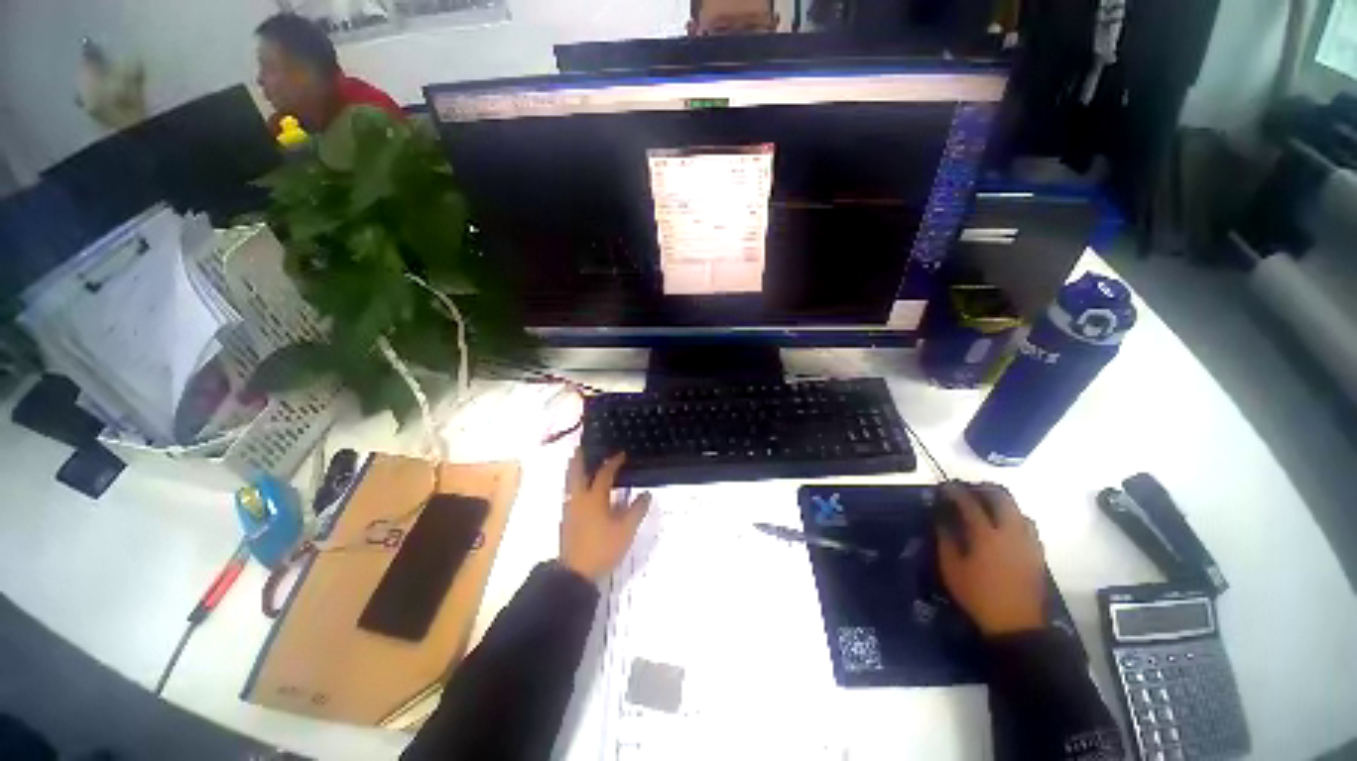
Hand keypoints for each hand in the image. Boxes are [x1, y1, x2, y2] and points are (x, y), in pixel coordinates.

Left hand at [559, 450, 651, 581]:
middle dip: (579, 459)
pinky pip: (569, 494)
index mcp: (594, 498)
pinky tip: (580, 490)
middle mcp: (579, 499)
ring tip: (577, 462)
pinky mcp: (566, 520)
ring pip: (570, 484)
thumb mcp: (626, 529)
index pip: (604, 474)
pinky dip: (574, 485)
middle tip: (581, 446)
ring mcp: (570, 510)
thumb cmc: (603, 547)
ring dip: (574, 471)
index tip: (621, 454)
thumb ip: (636, 510)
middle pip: (577, 473)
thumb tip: (646, 493)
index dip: (613, 462)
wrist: (575, 573)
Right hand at [936, 482, 1047, 635]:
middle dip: (985, 490)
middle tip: (970, 490)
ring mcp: (1028, 543)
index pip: (970, 504)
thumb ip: (946, 540)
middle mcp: (1010, 533)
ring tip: (988, 506)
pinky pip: (1028, 526)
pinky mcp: (1038, 554)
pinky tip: (1006, 528)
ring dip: (1003, 503)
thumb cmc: (978, 595)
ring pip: (1019, 511)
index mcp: (986, 535)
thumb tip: (942, 520)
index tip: (947, 486)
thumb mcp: (952, 568)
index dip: (957, 492)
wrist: (1016, 624)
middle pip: (1002, 499)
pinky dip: (1015, 518)